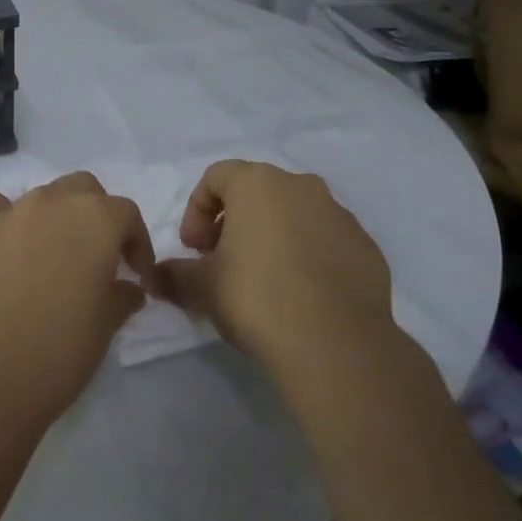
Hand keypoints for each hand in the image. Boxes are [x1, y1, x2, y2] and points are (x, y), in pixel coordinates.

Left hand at [0, 171, 152, 429]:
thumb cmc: (59, 352)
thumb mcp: (107, 326)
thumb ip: (122, 296)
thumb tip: (128, 288)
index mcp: (96, 219)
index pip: (126, 214)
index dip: (136, 243)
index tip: (136, 275)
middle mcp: (53, 203)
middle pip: (84, 190)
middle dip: (96, 217)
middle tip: (97, 260)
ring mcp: (9, 214)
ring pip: (40, 194)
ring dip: (53, 216)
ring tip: (52, 256)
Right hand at [160, 161, 394, 378]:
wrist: (335, 343)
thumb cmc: (257, 297)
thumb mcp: (201, 287)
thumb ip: (174, 274)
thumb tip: (155, 276)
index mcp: (258, 183)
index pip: (215, 177)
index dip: (196, 210)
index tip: (194, 249)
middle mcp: (301, 186)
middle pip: (257, 192)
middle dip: (234, 222)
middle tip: (223, 261)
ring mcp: (340, 214)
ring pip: (294, 214)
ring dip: (273, 236)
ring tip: (264, 280)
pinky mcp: (366, 246)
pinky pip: (326, 240)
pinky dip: (308, 255)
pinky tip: (301, 294)